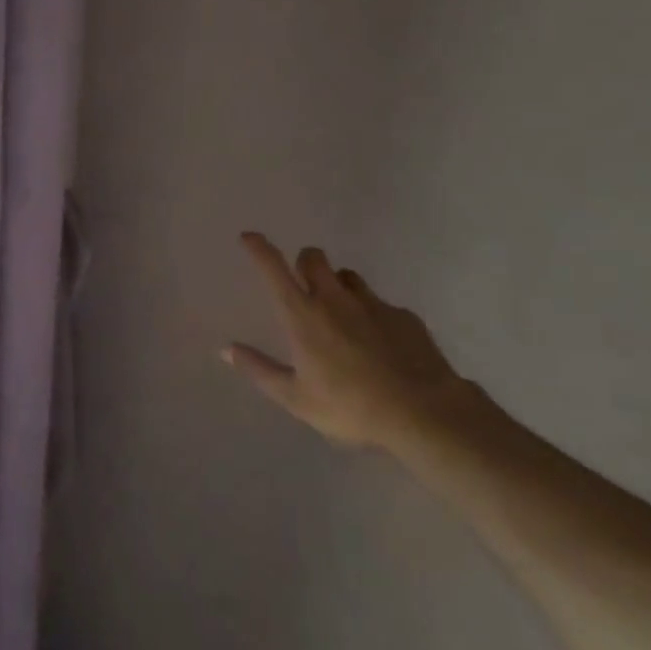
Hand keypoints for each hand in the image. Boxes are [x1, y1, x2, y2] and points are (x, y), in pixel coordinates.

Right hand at [225, 232, 470, 451]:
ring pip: (348, 276)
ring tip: (342, 316)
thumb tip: (226, 349)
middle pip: (314, 258)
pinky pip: (380, 303)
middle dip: (304, 263)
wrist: (424, 413)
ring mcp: (372, 303)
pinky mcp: (403, 315)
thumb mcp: (296, 398)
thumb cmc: (351, 407)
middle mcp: (335, 299)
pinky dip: (371, 314)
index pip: (274, 269)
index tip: (249, 236)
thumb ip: (259, 370)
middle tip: (304, 286)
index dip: (259, 249)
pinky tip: (379, 345)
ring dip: (338, 285)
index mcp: (303, 316)